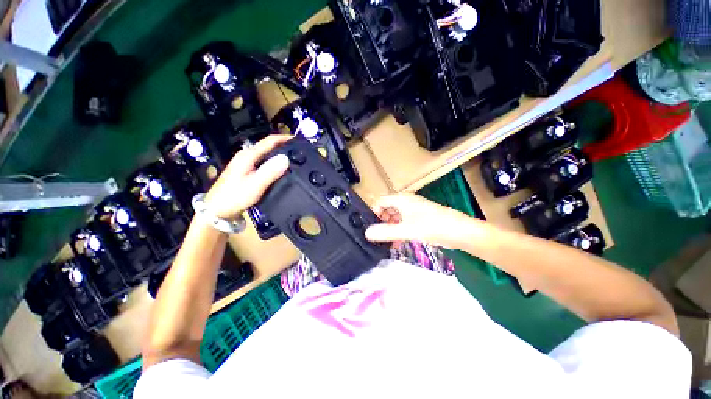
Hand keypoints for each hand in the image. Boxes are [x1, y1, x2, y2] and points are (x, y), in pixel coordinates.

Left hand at [204, 135, 291, 219]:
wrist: (217, 211)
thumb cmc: (235, 197)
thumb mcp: (255, 184)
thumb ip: (270, 171)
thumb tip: (286, 158)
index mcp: (248, 155)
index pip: (269, 141)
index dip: (285, 138)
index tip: (299, 140)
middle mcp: (246, 156)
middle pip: (268, 145)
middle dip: (283, 145)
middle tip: (298, 150)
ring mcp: (245, 163)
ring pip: (266, 154)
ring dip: (279, 154)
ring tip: (292, 158)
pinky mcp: (245, 171)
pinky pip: (264, 162)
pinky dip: (274, 162)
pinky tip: (279, 169)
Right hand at [365, 193, 476, 248]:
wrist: (459, 232)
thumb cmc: (432, 226)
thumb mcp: (406, 230)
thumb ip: (385, 232)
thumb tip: (366, 233)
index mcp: (401, 199)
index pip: (380, 202)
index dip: (373, 213)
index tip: (371, 227)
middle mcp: (406, 202)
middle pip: (386, 209)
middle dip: (381, 222)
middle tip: (378, 237)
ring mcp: (413, 210)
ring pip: (395, 217)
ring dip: (390, 228)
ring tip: (387, 242)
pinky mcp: (419, 219)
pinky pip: (403, 223)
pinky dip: (398, 231)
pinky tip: (397, 243)